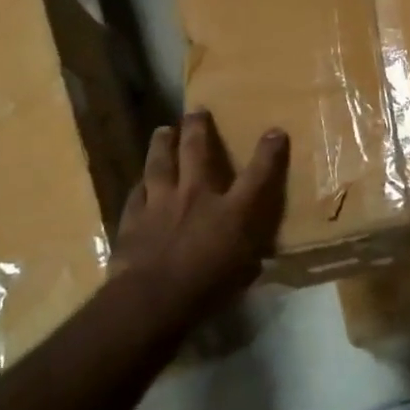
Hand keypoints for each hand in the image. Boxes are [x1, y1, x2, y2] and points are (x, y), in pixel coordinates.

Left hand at [113, 111, 288, 308]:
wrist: (153, 298)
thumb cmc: (208, 289)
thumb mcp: (242, 275)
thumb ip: (249, 260)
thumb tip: (257, 259)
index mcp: (232, 211)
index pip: (258, 175)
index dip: (268, 152)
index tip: (274, 131)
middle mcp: (197, 196)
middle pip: (197, 152)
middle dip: (198, 128)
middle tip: (196, 111)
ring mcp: (161, 202)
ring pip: (161, 163)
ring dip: (163, 144)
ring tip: (163, 130)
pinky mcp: (134, 217)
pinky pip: (136, 194)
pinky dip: (140, 185)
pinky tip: (140, 181)